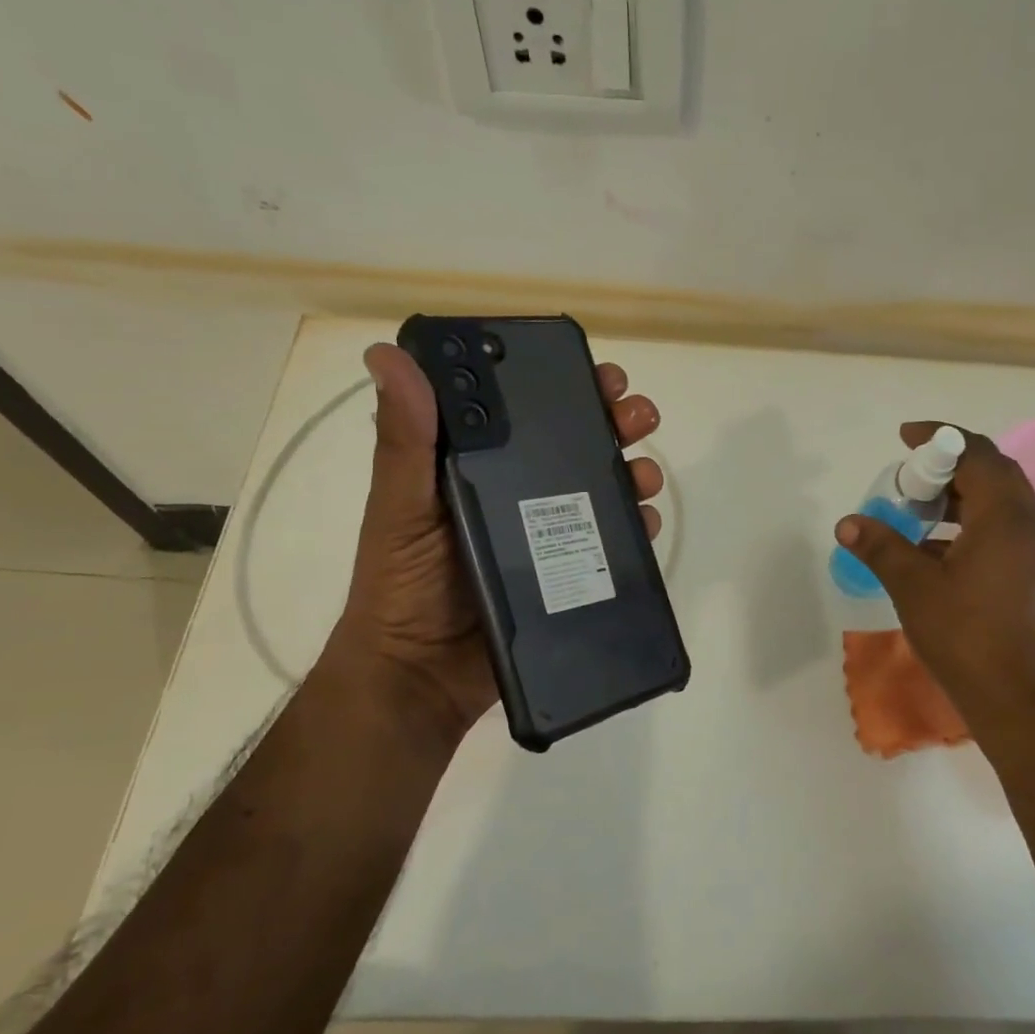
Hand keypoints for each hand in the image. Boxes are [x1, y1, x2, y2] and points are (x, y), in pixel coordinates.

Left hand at [324, 342, 664, 751]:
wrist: (420, 677)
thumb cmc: (402, 585)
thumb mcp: (400, 506)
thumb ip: (404, 440)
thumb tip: (388, 356)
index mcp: (478, 464)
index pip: (526, 410)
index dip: (563, 383)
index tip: (594, 370)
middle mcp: (519, 490)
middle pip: (576, 443)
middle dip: (614, 421)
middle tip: (636, 414)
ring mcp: (548, 533)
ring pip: (603, 487)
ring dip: (633, 470)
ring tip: (645, 474)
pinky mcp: (569, 572)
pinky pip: (612, 542)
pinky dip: (636, 525)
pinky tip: (646, 520)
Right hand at [833, 423, 1034, 753]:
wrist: (1032, 709)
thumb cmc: (970, 641)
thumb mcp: (915, 590)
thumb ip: (882, 548)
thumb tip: (848, 523)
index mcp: (1007, 518)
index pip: (977, 453)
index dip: (940, 438)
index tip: (905, 438)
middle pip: (996, 475)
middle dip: (951, 469)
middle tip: (912, 482)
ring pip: (1005, 508)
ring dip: (964, 502)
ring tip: (922, 520)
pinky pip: (1011, 536)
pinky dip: (977, 530)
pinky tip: (946, 560)